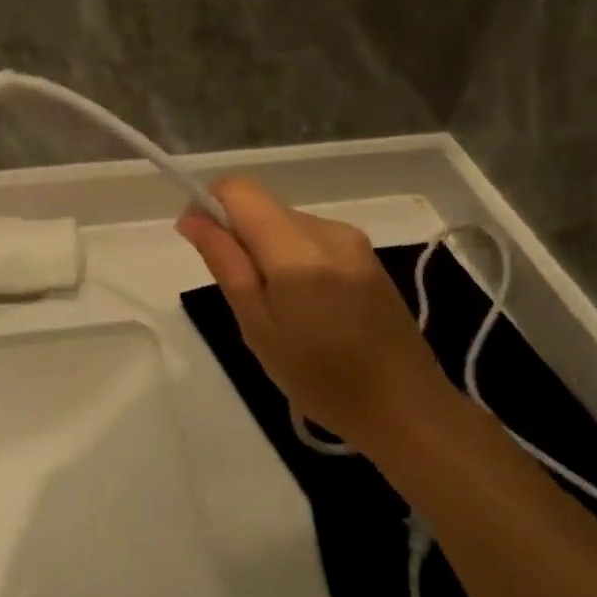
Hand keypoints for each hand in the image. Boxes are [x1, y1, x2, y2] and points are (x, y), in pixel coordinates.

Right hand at [176, 177, 458, 452]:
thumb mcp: (258, 327)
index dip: (209, 205)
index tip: (200, 244)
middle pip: (263, 207)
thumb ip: (225, 263)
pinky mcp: (365, 253)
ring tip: (277, 310)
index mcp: (297, 249)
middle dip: (238, 237)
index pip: (239, 189)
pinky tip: (305, 307)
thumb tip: (191, 218)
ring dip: (265, 251)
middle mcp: (327, 230)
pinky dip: (291, 259)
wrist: (405, 406)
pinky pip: (310, 239)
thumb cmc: (320, 379)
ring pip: (285, 223)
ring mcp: (352, 240)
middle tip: (243, 298)